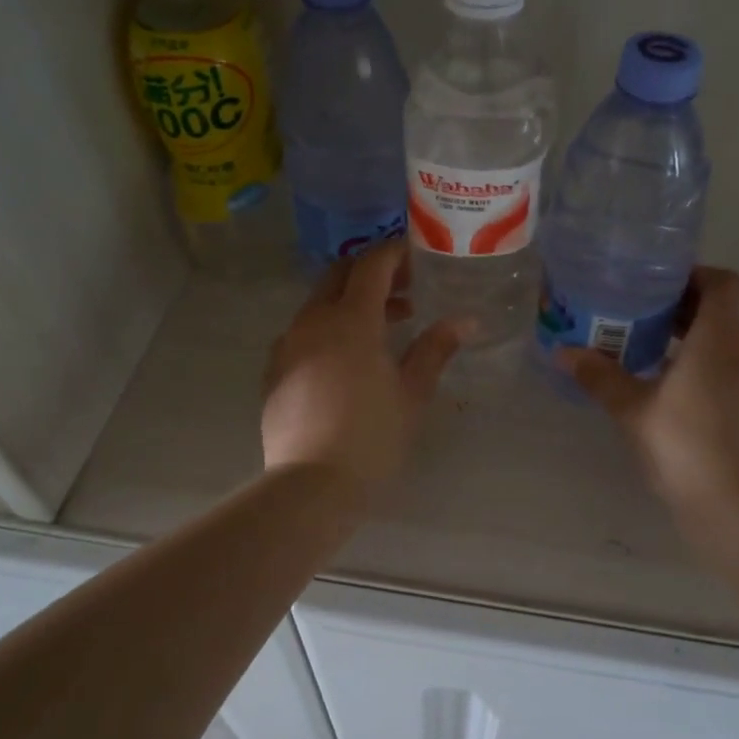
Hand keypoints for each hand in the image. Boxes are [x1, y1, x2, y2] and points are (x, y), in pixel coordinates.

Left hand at [261, 240, 464, 492]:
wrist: (311, 484)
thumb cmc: (372, 436)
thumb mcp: (412, 392)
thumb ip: (435, 349)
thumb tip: (465, 321)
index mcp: (351, 320)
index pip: (372, 265)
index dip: (394, 253)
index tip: (415, 256)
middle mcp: (313, 321)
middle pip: (339, 275)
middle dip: (370, 273)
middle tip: (403, 290)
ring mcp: (288, 344)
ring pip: (319, 304)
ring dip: (349, 302)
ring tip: (383, 328)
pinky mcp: (274, 370)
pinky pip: (302, 332)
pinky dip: (327, 328)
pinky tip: (345, 359)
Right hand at [558, 267, 738, 509]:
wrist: (735, 507)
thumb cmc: (683, 445)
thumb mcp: (632, 408)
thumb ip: (599, 375)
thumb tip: (562, 352)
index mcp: (719, 339)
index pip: (723, 283)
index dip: (694, 275)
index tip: (657, 284)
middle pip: (721, 311)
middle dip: (682, 306)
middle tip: (638, 312)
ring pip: (724, 342)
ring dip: (691, 337)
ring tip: (646, 348)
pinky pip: (728, 369)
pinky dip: (702, 364)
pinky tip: (667, 387)